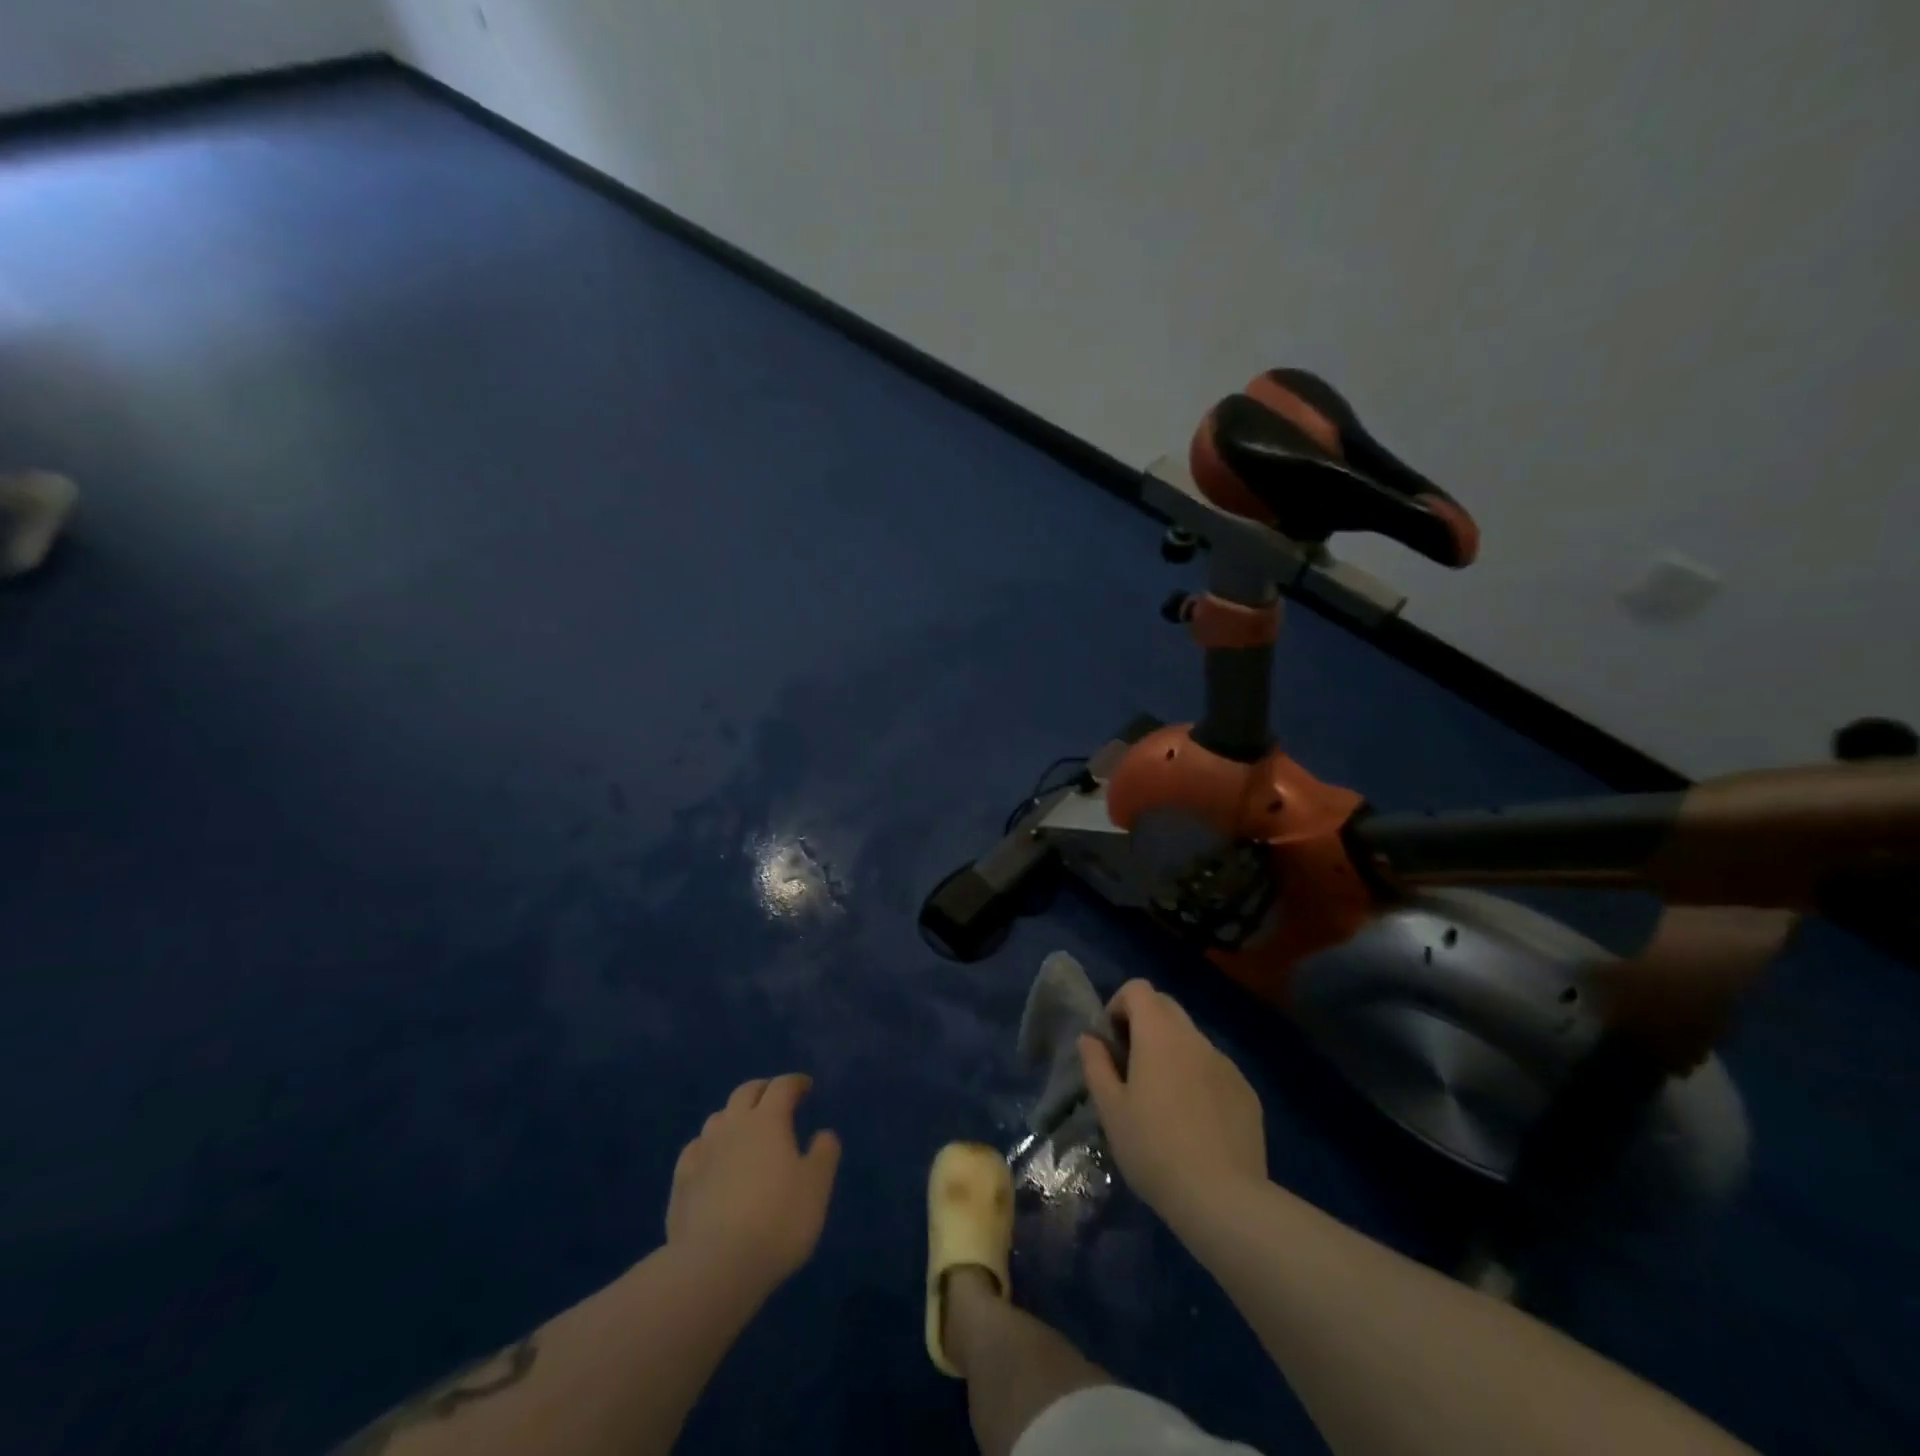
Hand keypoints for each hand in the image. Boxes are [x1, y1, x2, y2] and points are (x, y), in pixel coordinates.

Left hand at [666, 1074, 840, 1292]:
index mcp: (768, 1120)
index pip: (782, 1086)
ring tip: (745, 1130)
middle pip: (746, 1093)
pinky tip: (712, 1160)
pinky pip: (696, 1149)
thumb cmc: (777, 1220)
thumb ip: (824, 1154)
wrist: (714, 1266)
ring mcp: (702, 1152)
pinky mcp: (681, 1181)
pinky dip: (709, 1146)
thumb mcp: (816, 1187)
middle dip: (763, 1090)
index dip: (795, 1082)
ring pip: (718, 1118)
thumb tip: (823, 1134)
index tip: (806, 1086)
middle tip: (776, 1098)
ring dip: (734, 1116)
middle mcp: (733, 1126)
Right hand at [1080, 980, 1266, 1227]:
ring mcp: (1226, 1064)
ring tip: (1163, 1101)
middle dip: (1144, 1024)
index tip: (1111, 1042)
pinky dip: (1199, 1080)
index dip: (1119, 1005)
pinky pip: (1215, 1070)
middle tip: (1130, 1067)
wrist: (1223, 1199)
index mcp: (1160, 1034)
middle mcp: (1195, 1038)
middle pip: (1167, 1007)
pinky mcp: (1247, 1093)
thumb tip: (1090, 1038)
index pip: (1139, 989)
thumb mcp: (1111, 1110)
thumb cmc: (1154, 1149)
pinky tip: (1195, 1124)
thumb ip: (1096, 1065)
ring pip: (1192, 1041)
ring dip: (1172, 1053)